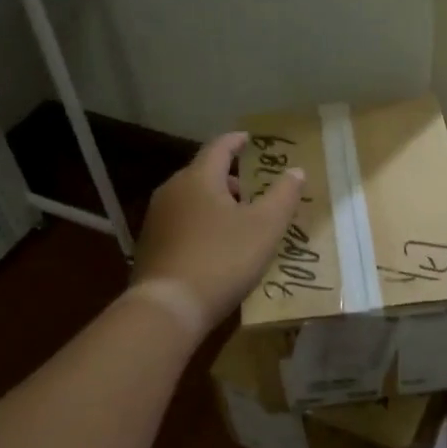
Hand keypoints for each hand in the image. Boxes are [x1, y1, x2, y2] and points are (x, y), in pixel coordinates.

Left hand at [132, 132, 305, 327]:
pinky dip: (202, 224)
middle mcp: (172, 190)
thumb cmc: (223, 259)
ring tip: (240, 221)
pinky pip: (182, 223)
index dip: (238, 141)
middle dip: (230, 178)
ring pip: (192, 199)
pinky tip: (216, 246)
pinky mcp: (150, 245)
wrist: (169, 307)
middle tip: (256, 190)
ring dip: (216, 203)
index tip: (251, 140)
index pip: (220, 147)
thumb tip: (295, 171)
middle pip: (204, 173)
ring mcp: (157, 218)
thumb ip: (283, 195)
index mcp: (199, 178)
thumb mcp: (265, 227)